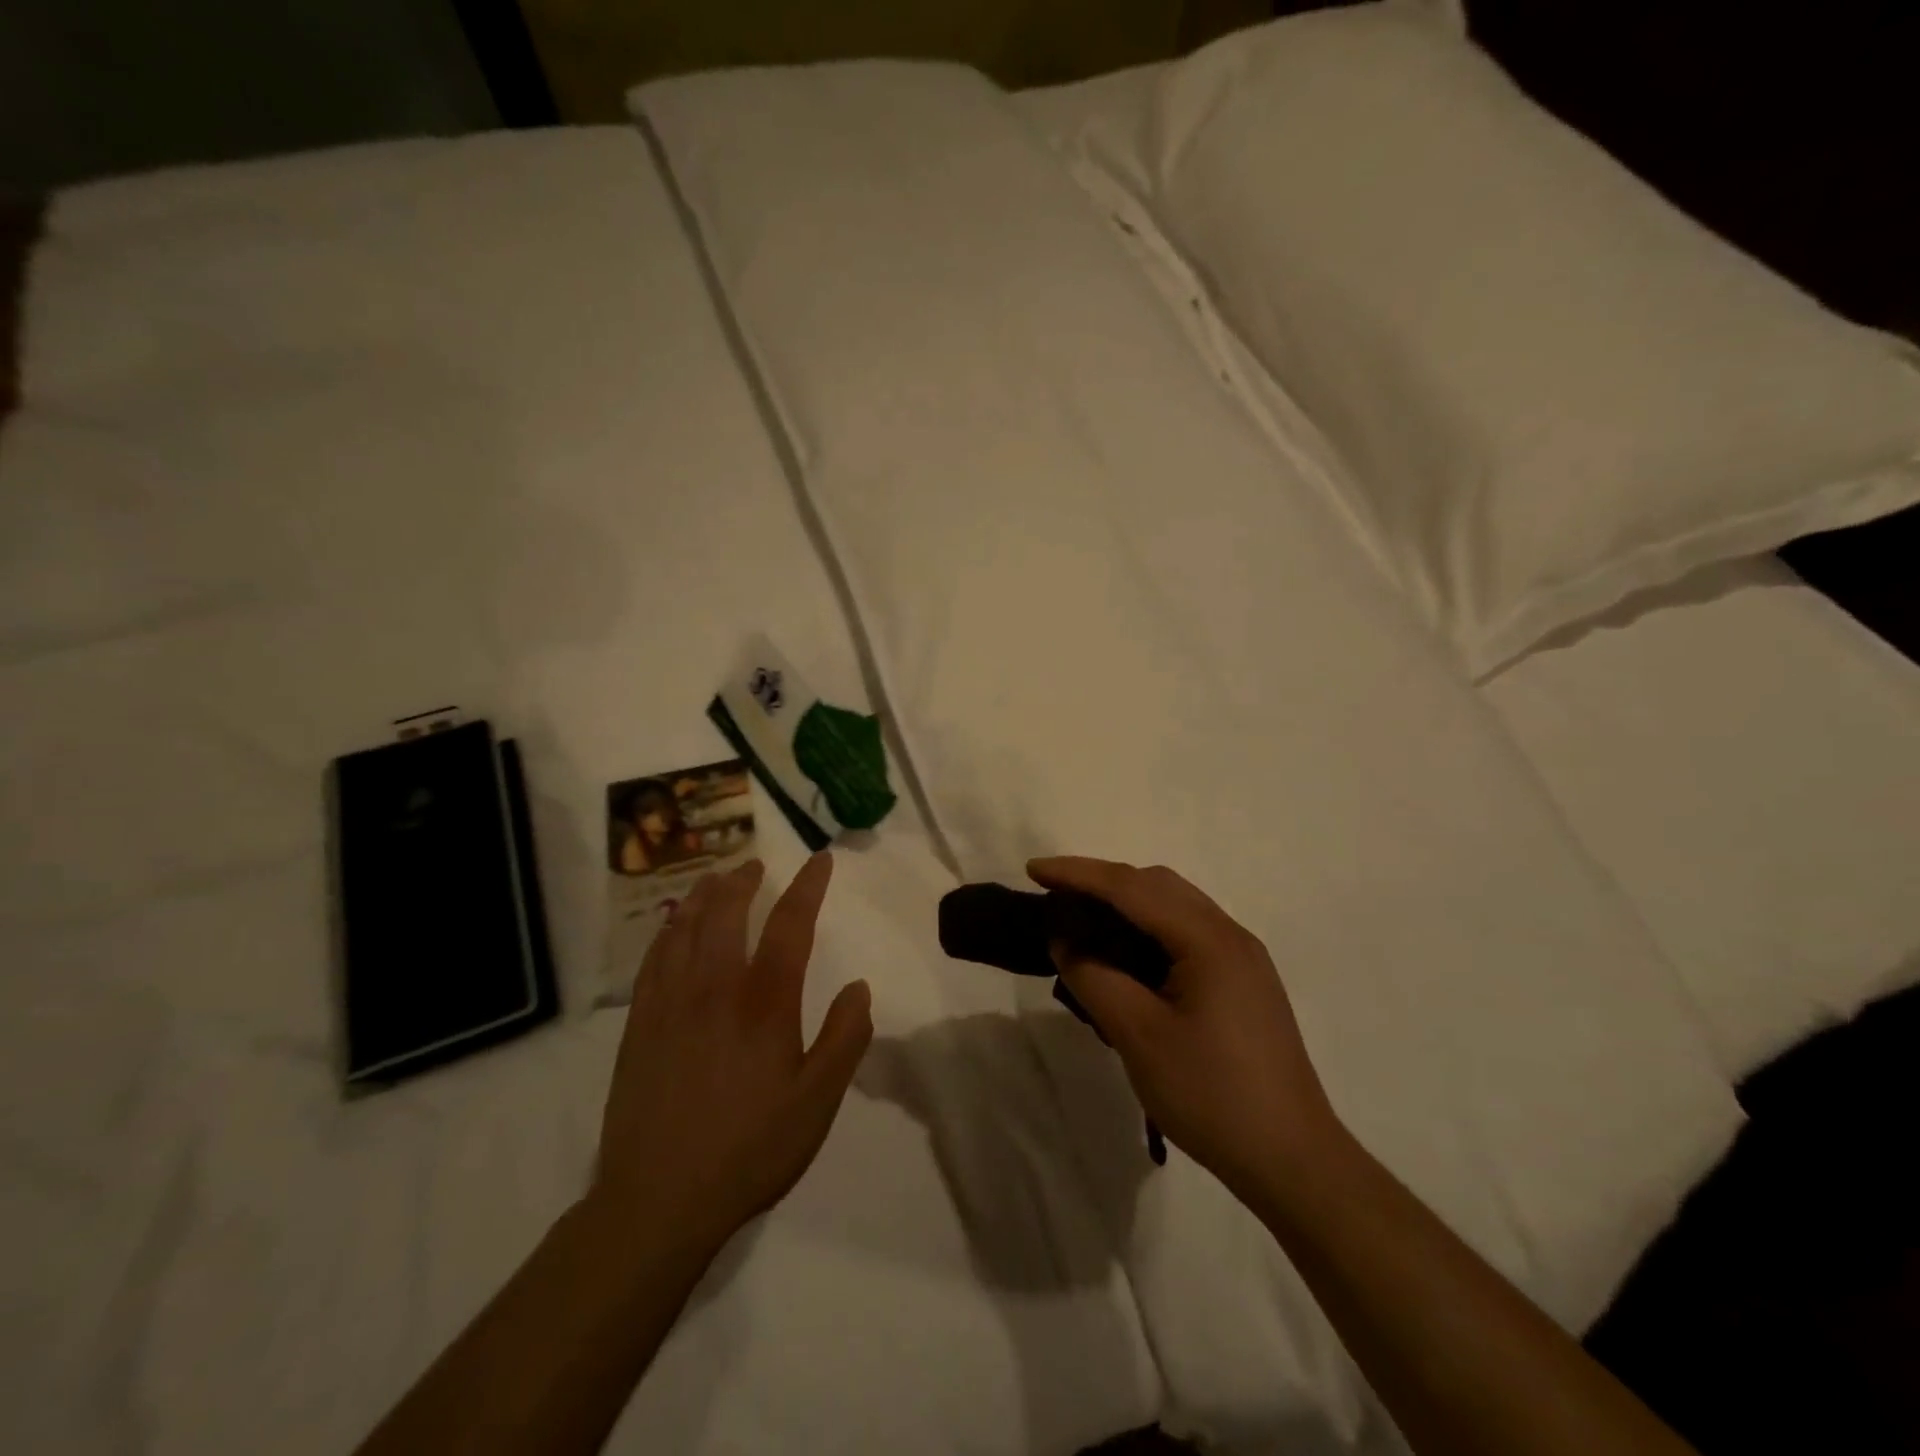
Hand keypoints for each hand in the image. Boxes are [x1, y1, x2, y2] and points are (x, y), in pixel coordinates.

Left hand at [591, 853, 872, 1252]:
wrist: (657, 1201)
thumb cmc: (749, 1150)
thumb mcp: (817, 1103)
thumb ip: (843, 1039)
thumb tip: (859, 987)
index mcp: (764, 1004)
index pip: (789, 926)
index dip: (808, 888)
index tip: (819, 860)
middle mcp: (715, 990)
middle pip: (726, 914)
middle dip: (743, 882)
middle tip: (754, 864)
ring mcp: (670, 1005)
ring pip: (684, 930)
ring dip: (703, 897)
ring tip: (714, 879)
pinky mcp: (639, 1026)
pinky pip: (653, 961)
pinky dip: (666, 932)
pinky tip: (671, 927)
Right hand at [1028, 857, 1340, 1200]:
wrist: (1292, 1160)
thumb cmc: (1212, 1095)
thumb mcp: (1139, 1036)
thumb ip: (1095, 977)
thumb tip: (1065, 940)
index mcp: (1209, 940)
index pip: (1132, 887)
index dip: (1078, 874)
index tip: (1033, 870)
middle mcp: (1230, 934)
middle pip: (1157, 885)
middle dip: (1103, 881)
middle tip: (1057, 896)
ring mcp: (1242, 958)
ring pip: (1174, 906)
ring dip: (1127, 903)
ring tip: (1084, 920)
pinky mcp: (1244, 982)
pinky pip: (1187, 933)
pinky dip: (1148, 928)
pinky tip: (1127, 954)